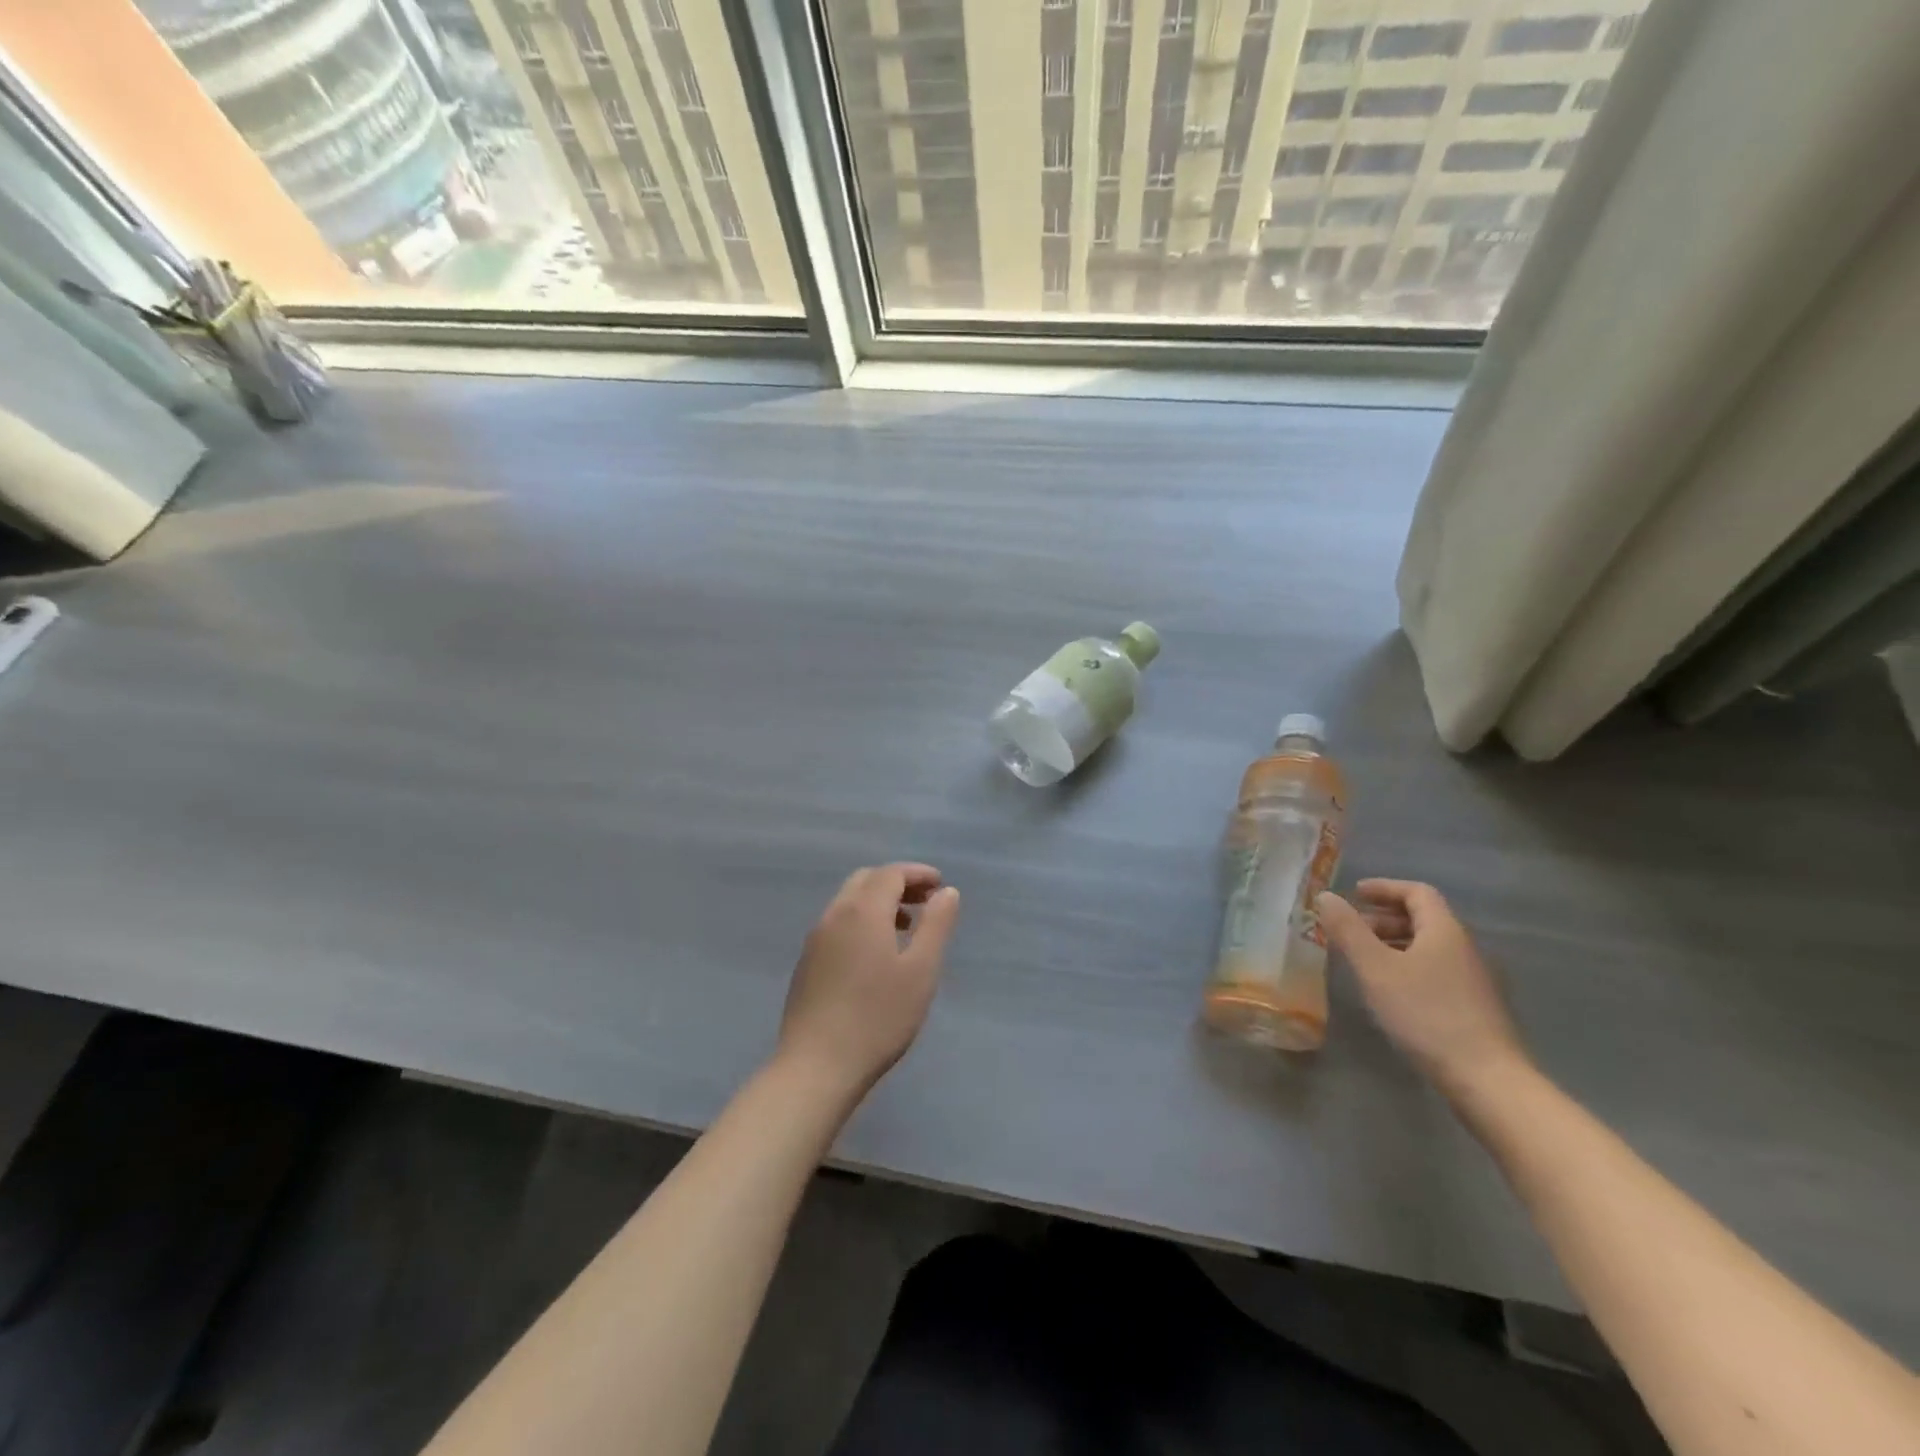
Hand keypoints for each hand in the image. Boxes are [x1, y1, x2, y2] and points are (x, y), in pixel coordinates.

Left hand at [775, 863, 960, 1102]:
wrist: (817, 1067)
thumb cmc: (878, 1017)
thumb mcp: (921, 970)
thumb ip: (936, 925)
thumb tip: (946, 892)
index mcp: (862, 910)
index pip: (891, 874)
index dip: (917, 874)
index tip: (940, 885)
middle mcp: (834, 915)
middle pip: (866, 881)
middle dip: (897, 883)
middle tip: (925, 902)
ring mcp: (815, 939)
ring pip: (848, 902)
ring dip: (878, 902)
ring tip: (906, 927)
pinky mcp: (807, 963)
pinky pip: (837, 924)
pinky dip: (861, 921)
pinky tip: (876, 954)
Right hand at [1315, 879, 1530, 1101]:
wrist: (1487, 1080)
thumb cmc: (1426, 1014)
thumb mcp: (1375, 968)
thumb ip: (1348, 930)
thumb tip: (1325, 896)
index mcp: (1445, 931)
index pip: (1417, 892)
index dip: (1384, 888)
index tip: (1354, 893)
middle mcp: (1465, 948)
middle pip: (1424, 918)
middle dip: (1384, 918)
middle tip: (1351, 930)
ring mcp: (1474, 979)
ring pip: (1429, 947)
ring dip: (1394, 943)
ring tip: (1364, 960)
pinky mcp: (1475, 1007)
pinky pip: (1436, 970)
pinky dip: (1408, 966)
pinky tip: (1390, 991)